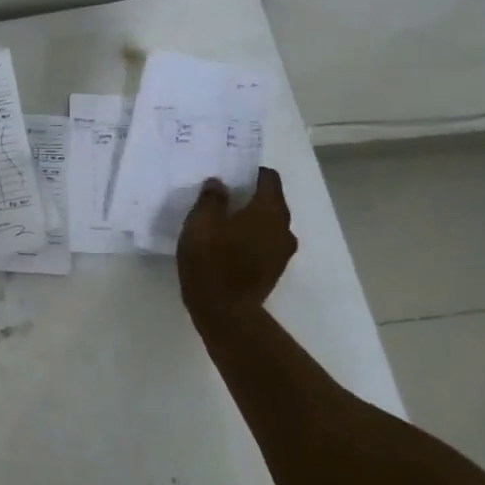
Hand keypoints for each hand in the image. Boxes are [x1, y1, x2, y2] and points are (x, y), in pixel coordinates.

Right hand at [177, 167, 297, 324]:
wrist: (225, 312)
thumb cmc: (211, 261)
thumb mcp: (201, 224)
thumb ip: (211, 199)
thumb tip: (219, 183)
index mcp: (269, 210)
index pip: (269, 178)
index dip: (251, 172)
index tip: (231, 174)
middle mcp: (283, 227)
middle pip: (271, 201)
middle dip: (250, 196)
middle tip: (223, 197)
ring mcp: (282, 251)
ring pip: (269, 224)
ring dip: (252, 219)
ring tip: (225, 222)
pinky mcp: (275, 270)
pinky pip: (265, 243)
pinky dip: (252, 238)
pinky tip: (230, 245)